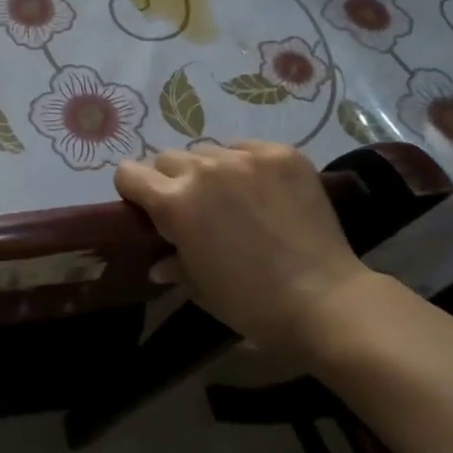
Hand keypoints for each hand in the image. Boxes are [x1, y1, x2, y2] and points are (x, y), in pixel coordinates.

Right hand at [114, 142, 378, 357]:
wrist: (324, 299)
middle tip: (192, 206)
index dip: (133, 190)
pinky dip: (246, 165)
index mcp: (174, 203)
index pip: (129, 173)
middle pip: (167, 158)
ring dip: (209, 171)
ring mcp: (245, 158)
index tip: (146, 207)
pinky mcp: (281, 154)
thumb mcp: (200, 287)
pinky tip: (263, 191)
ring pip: (208, 151)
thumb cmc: (250, 303)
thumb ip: (172, 263)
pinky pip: (247, 149)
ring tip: (231, 198)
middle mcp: (203, 170)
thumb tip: (158, 262)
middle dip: (170, 179)